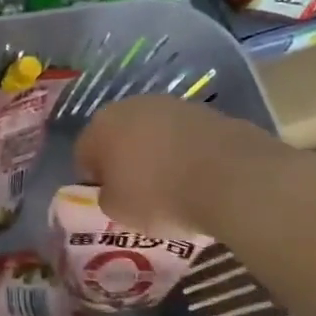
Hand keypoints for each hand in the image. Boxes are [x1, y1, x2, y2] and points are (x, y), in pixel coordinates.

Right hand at [74, 95, 281, 236]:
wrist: (232, 179)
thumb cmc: (159, 196)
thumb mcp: (118, 211)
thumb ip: (107, 196)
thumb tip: (113, 190)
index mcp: (101, 125)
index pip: (83, 152)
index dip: (93, 178)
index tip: (108, 198)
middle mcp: (132, 106)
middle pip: (119, 135)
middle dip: (124, 159)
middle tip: (137, 191)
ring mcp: (173, 105)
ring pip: (154, 133)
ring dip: (156, 154)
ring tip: (172, 186)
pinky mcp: (209, 112)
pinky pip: (186, 137)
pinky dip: (187, 153)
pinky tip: (198, 178)